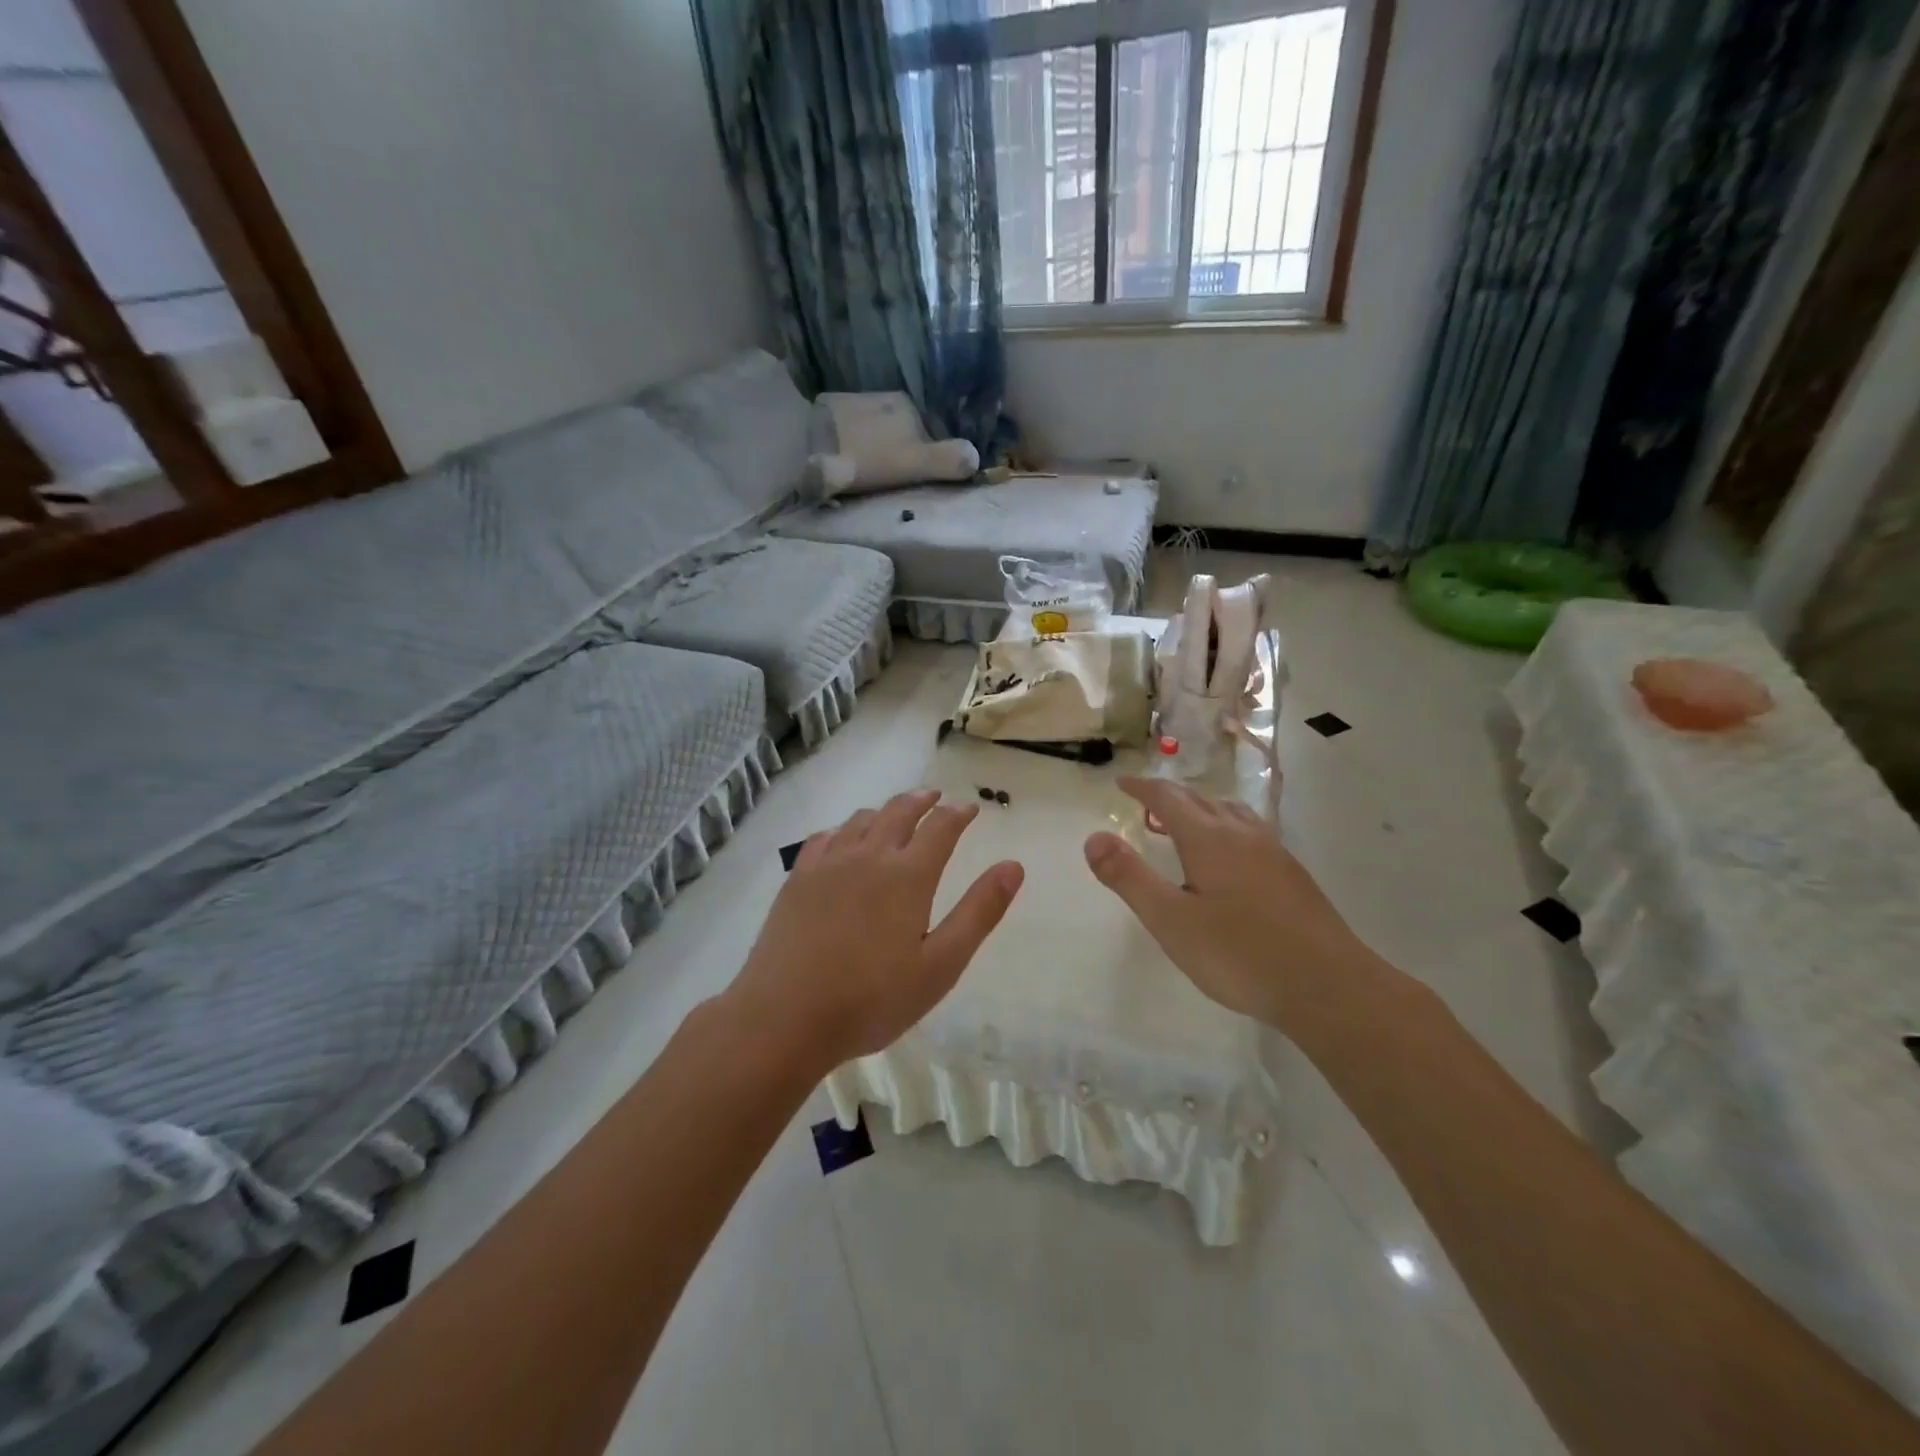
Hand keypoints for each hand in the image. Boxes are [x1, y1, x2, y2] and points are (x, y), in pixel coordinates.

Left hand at [726, 790, 1023, 1068]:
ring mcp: (828, 864)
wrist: (785, 1017)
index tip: (969, 808)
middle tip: (935, 797)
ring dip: (885, 810)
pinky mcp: (798, 878)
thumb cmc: (872, 999)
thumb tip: (1013, 866)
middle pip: (899, 812)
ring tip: (895, 813)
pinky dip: (844, 828)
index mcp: (908, 875)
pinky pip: (825, 836)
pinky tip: (843, 838)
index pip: (941, 828)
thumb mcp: (941, 965)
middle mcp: (869, 856)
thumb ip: (979, 912)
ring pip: (862, 819)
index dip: (958, 814)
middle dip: (922, 801)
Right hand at [1083, 776, 1372, 1029]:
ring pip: (1231, 813)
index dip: (1142, 787)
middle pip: (1201, 800)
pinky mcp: (1293, 875)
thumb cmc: (1239, 954)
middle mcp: (1242, 834)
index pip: (1168, 798)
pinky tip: (1231, 856)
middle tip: (1146, 802)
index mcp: (1209, 838)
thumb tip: (1093, 837)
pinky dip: (1226, 827)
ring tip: (1186, 821)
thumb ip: (1129, 877)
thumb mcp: (1170, 920)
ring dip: (1202, 808)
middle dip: (1170, 796)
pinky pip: (1250, 832)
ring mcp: (1273, 852)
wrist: (1328, 987)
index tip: (1122, 783)